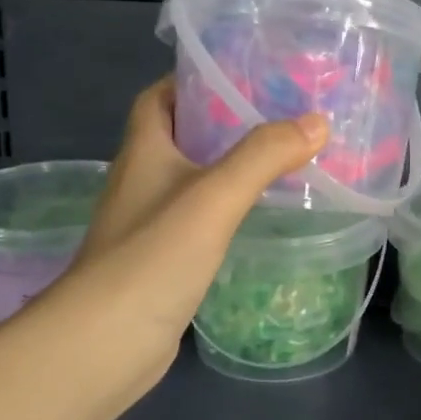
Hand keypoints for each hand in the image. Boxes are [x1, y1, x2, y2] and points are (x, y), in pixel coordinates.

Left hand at [25, 78, 326, 398]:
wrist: (103, 344)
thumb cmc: (152, 257)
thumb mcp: (214, 196)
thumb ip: (264, 156)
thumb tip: (317, 121)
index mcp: (144, 151)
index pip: (158, 97)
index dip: (192, 80)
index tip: (241, 74)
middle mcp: (142, 181)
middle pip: (180, 136)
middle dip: (223, 122)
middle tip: (279, 115)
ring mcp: (149, 224)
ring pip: (192, 180)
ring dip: (229, 167)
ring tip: (282, 159)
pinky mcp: (162, 261)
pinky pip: (199, 220)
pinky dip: (228, 210)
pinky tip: (261, 216)